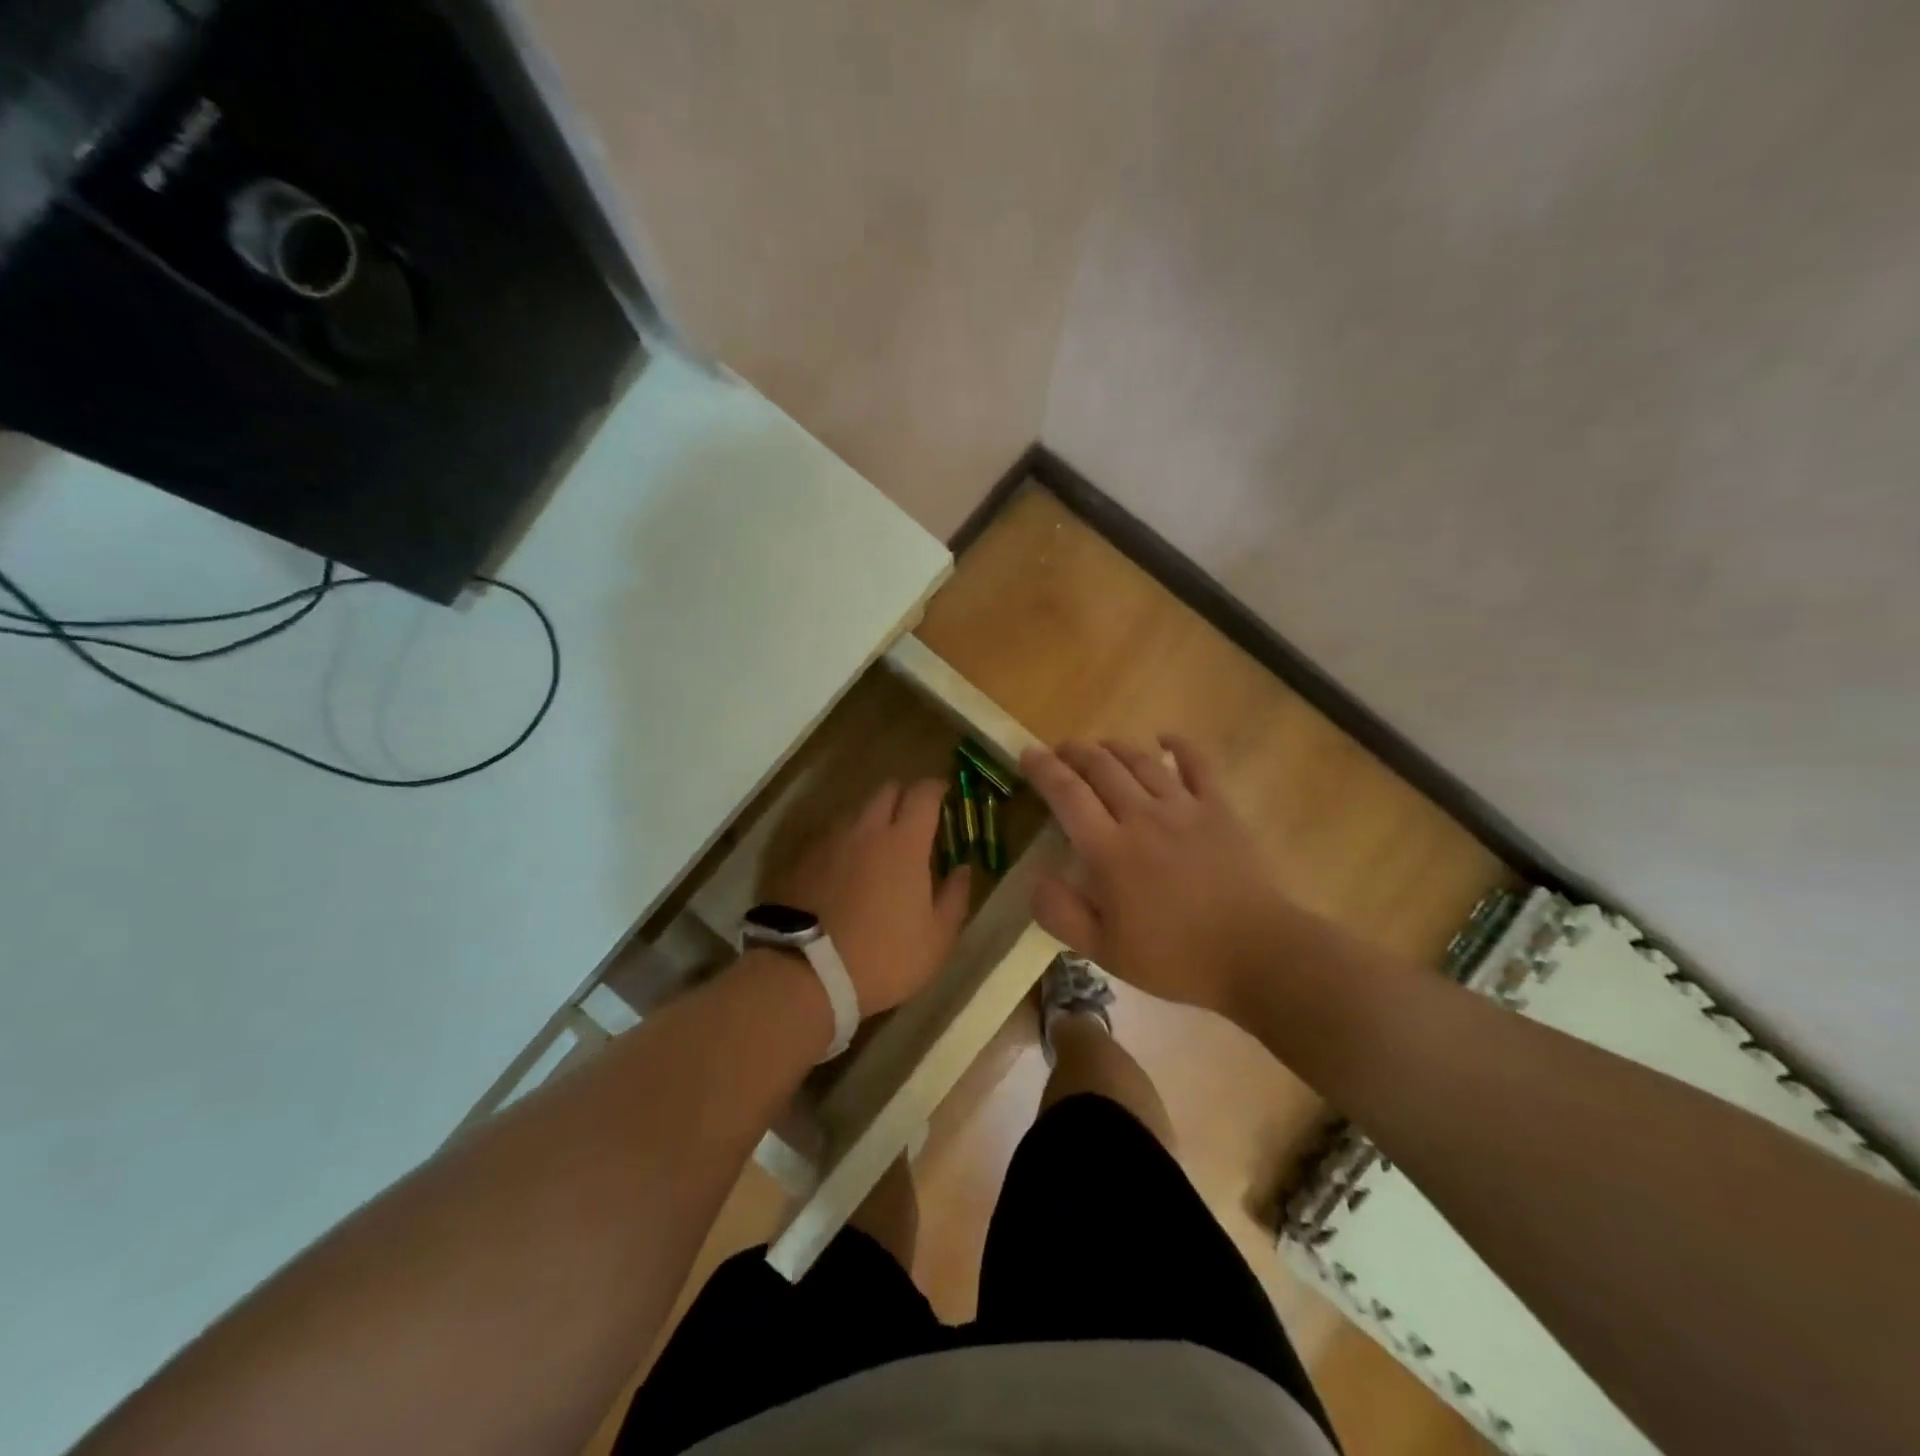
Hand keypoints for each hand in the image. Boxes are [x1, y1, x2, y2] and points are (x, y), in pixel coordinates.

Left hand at [772, 780, 971, 1016]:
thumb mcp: (936, 939)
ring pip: (856, 812)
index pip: (923, 793)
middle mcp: (865, 829)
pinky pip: (830, 836)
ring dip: (872, 819)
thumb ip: (955, 897)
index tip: (945, 794)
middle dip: (905, 796)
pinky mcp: (801, 859)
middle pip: (887, 790)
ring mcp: (829, 841)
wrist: (805, 975)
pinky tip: (847, 868)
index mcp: (904, 842)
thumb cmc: (883, 957)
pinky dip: (845, 842)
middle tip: (915, 819)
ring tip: (879, 846)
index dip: (937, 787)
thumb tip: (963, 868)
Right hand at [1020, 736, 1290, 1018]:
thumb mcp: (1104, 952)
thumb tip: (1035, 878)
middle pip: (1101, 767)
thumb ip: (1061, 914)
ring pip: (1141, 760)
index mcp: (1110, 850)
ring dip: (1114, 747)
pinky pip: (1197, 764)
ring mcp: (1184, 808)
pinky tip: (1165, 738)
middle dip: (1074, 751)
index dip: (1043, 769)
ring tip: (1099, 746)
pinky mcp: (1219, 808)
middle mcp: (1142, 816)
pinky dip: (1178, 745)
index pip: (1067, 794)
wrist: (1258, 954)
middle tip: (1060, 750)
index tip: (1027, 754)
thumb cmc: (1176, 958)